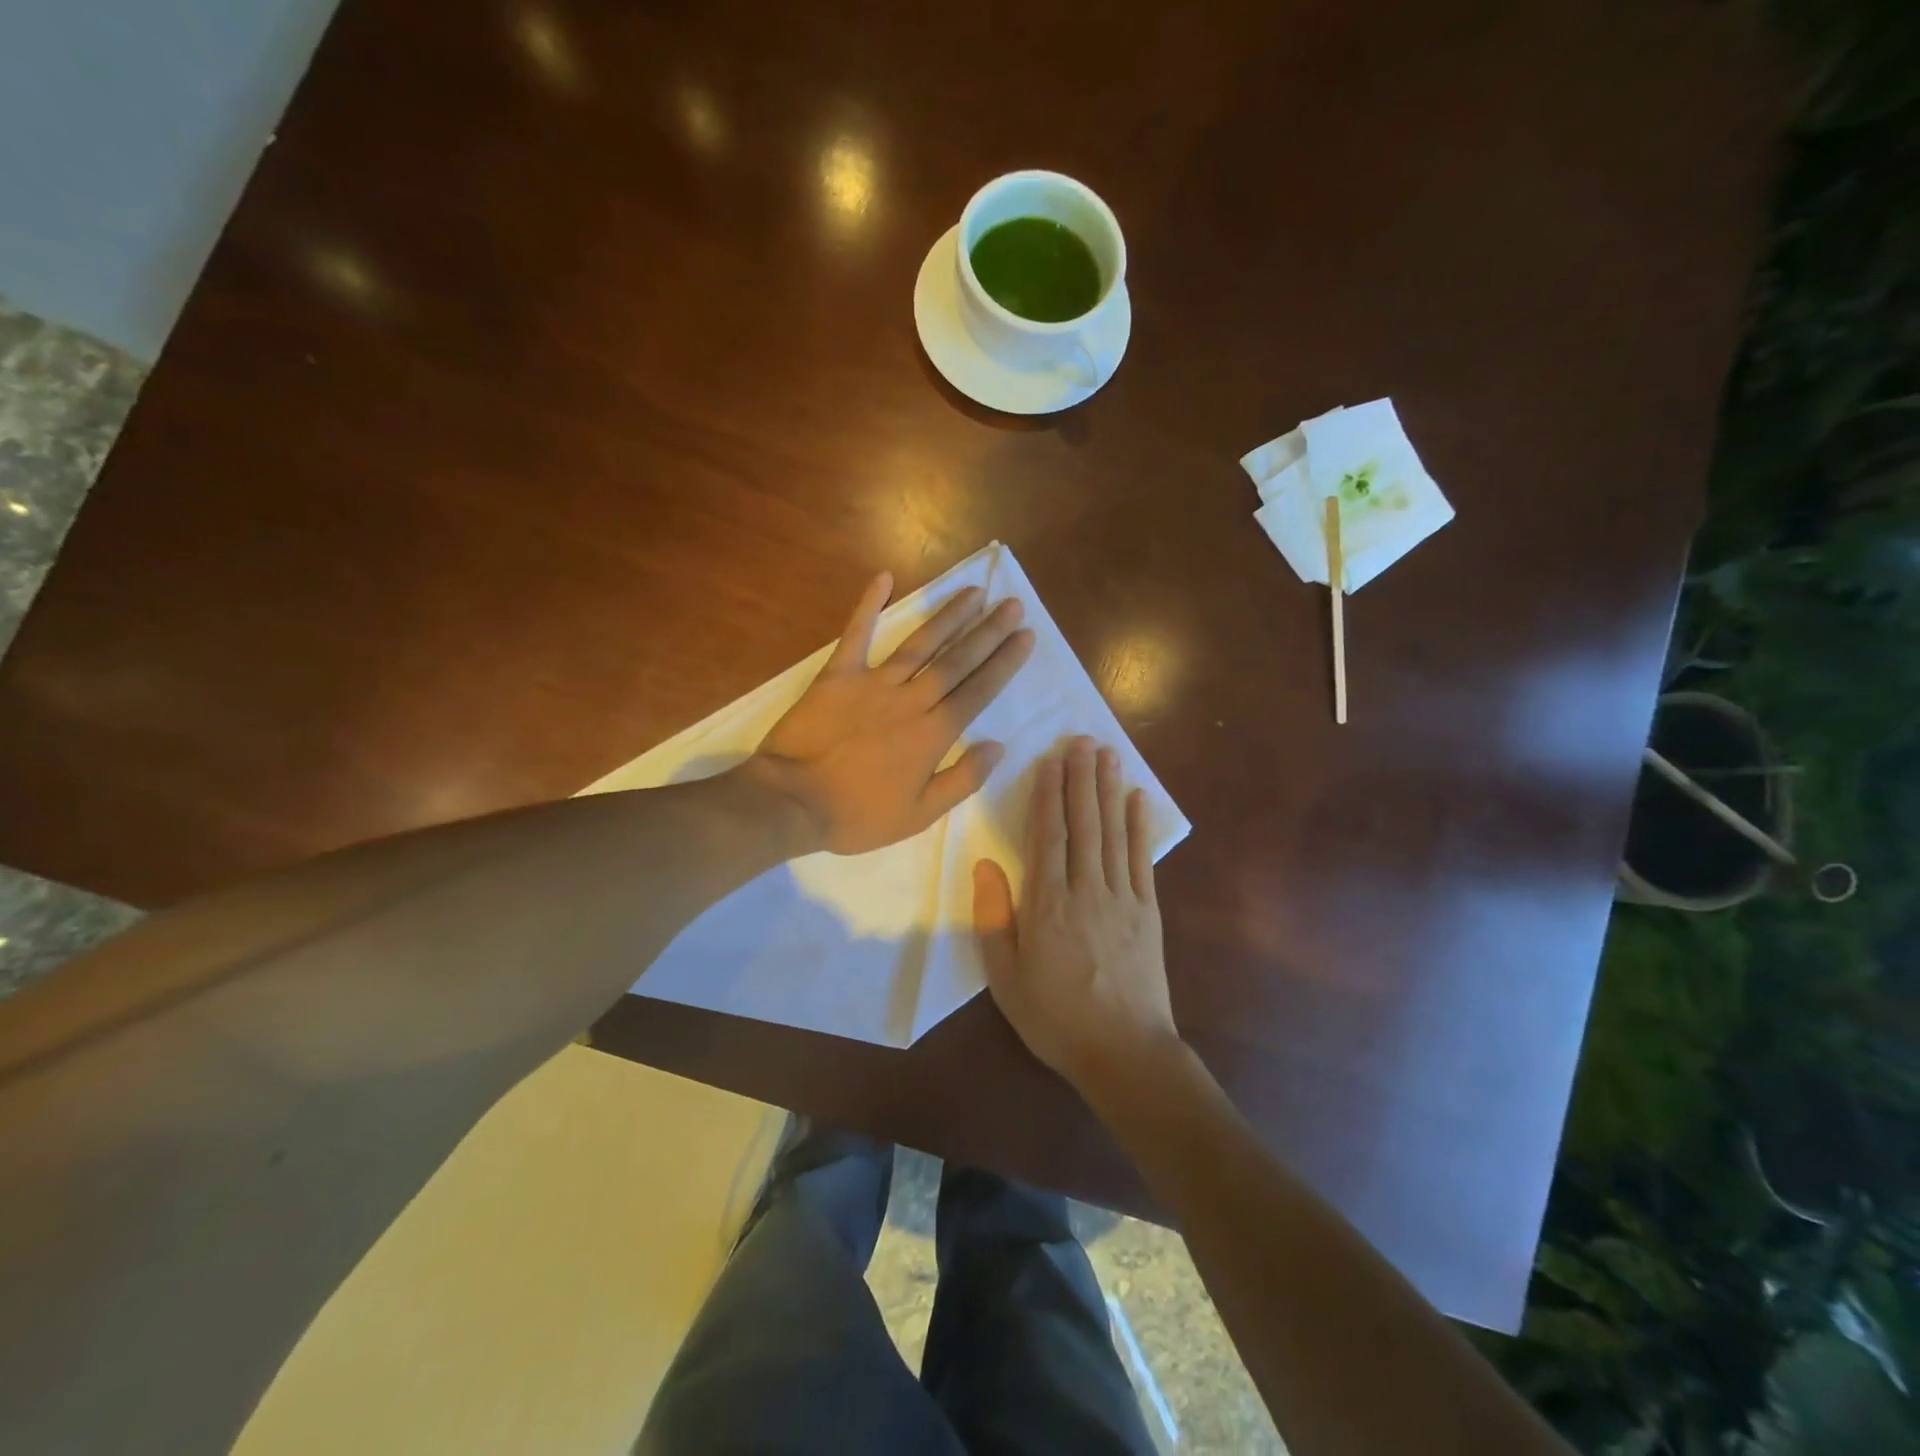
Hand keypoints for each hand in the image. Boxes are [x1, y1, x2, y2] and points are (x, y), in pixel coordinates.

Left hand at [748, 572, 1034, 854]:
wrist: (792, 802)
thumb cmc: (858, 815)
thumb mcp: (919, 814)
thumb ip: (963, 779)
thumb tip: (998, 746)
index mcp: (933, 734)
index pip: (978, 690)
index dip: (1004, 662)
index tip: (1025, 636)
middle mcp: (911, 700)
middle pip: (957, 660)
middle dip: (988, 631)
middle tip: (1012, 604)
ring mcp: (873, 683)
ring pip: (920, 643)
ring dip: (949, 616)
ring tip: (974, 592)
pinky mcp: (838, 675)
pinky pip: (856, 634)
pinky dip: (868, 605)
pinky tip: (884, 578)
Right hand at [973, 737, 1178, 1090]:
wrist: (1124, 1053)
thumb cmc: (1055, 1017)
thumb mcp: (1005, 977)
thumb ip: (993, 918)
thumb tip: (985, 864)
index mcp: (1047, 905)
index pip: (1047, 836)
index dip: (1048, 794)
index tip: (1049, 761)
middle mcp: (1086, 890)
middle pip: (1083, 823)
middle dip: (1081, 778)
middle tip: (1081, 740)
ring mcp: (1123, 898)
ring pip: (1112, 833)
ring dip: (1108, 790)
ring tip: (1107, 754)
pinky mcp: (1148, 911)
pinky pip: (1142, 859)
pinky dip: (1139, 826)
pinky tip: (1137, 799)